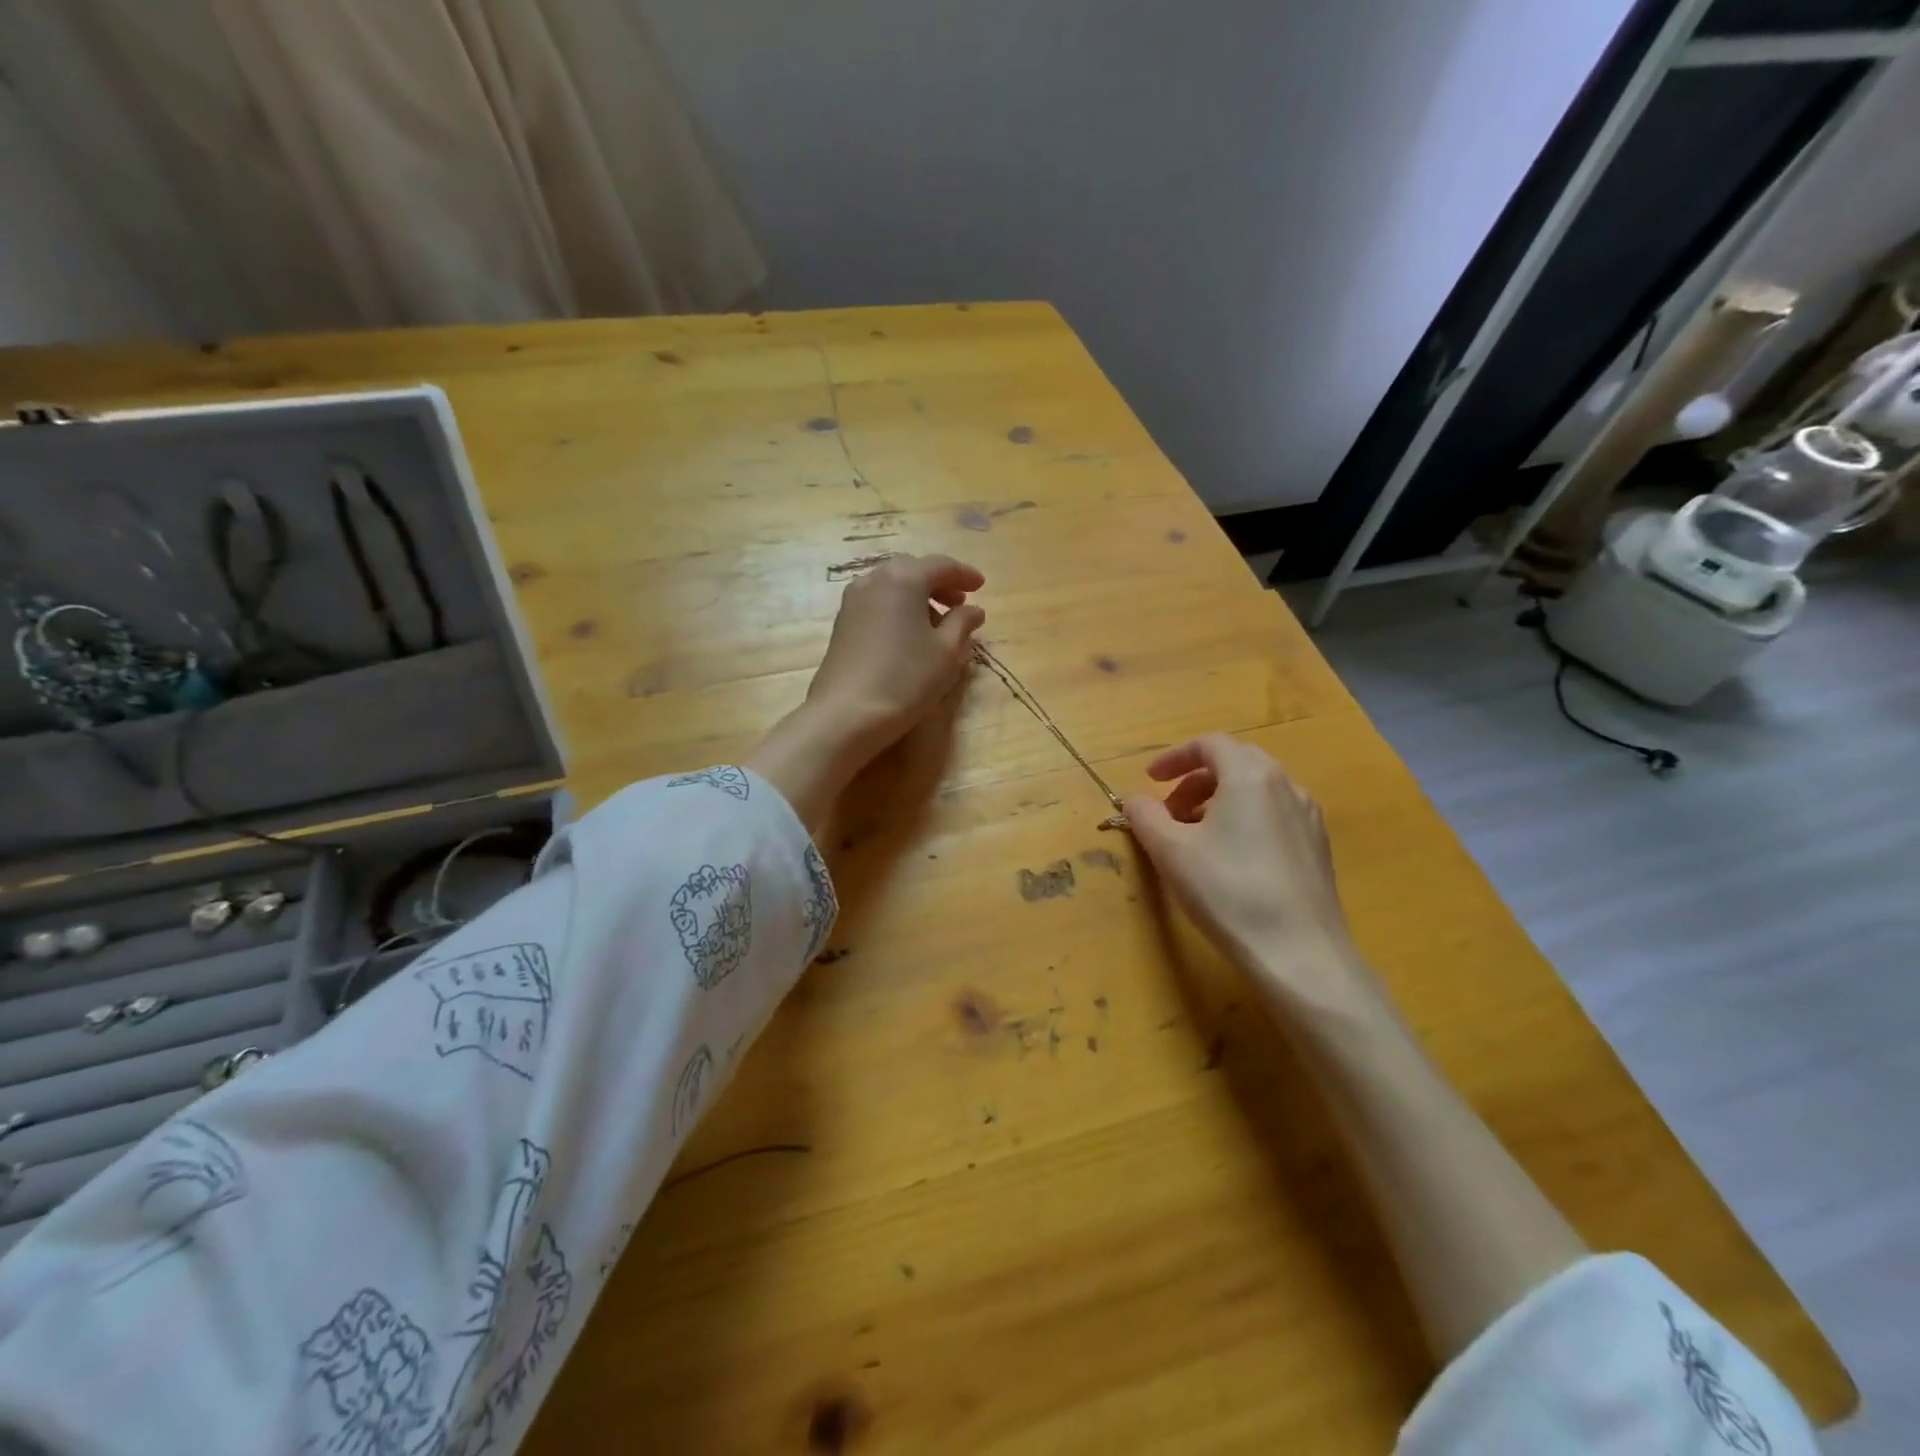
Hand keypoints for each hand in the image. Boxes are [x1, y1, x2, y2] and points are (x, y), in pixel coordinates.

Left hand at [805, 554, 985, 754]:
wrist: (847, 713)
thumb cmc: (906, 678)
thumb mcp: (947, 652)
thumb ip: (963, 624)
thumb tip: (973, 610)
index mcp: (904, 578)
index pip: (941, 565)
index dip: (965, 574)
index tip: (982, 586)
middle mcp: (874, 580)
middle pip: (913, 571)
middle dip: (939, 584)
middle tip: (959, 603)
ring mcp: (853, 601)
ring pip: (892, 587)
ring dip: (917, 598)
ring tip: (936, 624)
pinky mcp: (842, 624)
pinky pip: (878, 604)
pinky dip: (898, 610)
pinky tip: (909, 636)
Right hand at [1124, 735, 1369, 1009]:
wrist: (1300, 953)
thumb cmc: (1228, 891)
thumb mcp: (1170, 851)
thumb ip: (1145, 816)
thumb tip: (1135, 801)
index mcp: (1250, 774)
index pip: (1209, 744)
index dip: (1174, 757)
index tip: (1149, 780)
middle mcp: (1285, 784)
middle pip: (1234, 763)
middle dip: (1194, 781)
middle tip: (1168, 811)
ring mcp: (1308, 816)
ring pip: (1255, 791)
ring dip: (1218, 801)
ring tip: (1194, 837)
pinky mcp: (1318, 848)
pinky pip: (1273, 815)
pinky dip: (1243, 820)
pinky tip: (1229, 858)